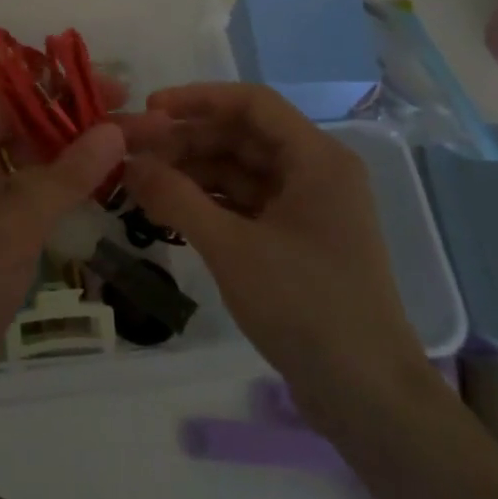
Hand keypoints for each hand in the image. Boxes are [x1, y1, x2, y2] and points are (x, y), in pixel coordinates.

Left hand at [0, 94, 126, 425]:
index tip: (117, 93)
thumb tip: (113, 129)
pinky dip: (57, 191)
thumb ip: (66, 176)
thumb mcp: (15, 225)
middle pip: (26, 128)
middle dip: (78, 126)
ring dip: (72, 159)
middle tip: (135, 127)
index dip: (65, 91)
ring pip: (28, 163)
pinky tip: (95, 193)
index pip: (14, 98)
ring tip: (125, 157)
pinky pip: (24, 195)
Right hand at [120, 84, 428, 429]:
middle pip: (241, 136)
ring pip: (240, 170)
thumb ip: (176, 198)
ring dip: (193, 172)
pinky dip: (209, 202)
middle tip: (134, 153)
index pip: (251, 103)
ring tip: (142, 183)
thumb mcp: (231, 248)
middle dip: (187, 141)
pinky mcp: (297, 240)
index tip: (149, 110)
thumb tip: (129, 163)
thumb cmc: (306, 307)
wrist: (369, 399)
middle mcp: (315, 172)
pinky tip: (170, 210)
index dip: (197, 99)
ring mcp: (307, 208)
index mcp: (316, 159)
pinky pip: (245, 203)